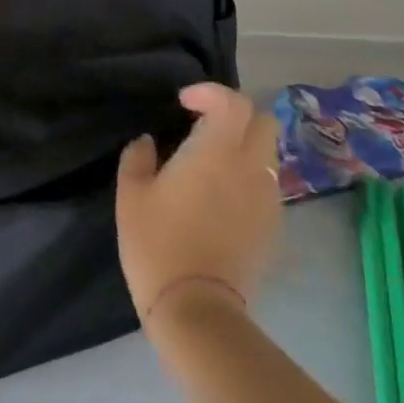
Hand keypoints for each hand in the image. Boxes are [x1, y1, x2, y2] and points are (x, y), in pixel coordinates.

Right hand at [116, 83, 281, 323]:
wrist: (196, 309)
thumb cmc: (157, 242)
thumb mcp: (131, 193)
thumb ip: (138, 157)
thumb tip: (149, 142)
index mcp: (215, 152)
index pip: (233, 102)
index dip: (210, 92)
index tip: (183, 103)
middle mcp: (250, 169)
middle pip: (264, 121)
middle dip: (236, 114)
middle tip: (205, 124)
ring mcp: (267, 200)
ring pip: (269, 153)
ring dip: (245, 144)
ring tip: (212, 160)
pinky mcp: (272, 227)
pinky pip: (267, 183)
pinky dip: (249, 174)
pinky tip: (222, 194)